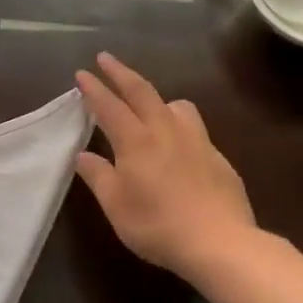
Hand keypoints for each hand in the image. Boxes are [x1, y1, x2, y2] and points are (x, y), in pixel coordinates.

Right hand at [74, 52, 263, 281]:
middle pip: (142, 91)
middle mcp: (165, 131)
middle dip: (120, 72)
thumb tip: (83, 155)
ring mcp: (196, 141)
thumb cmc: (158, 226)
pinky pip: (194, 129)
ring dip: (157, 97)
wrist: (221, 243)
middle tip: (106, 58)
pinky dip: (179, 124)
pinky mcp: (217, 157)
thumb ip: (98, 176)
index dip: (94, 89)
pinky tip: (178, 146)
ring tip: (149, 105)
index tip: (82, 73)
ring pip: (176, 105)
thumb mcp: (116, 206)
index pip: (109, 106)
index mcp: (136, 141)